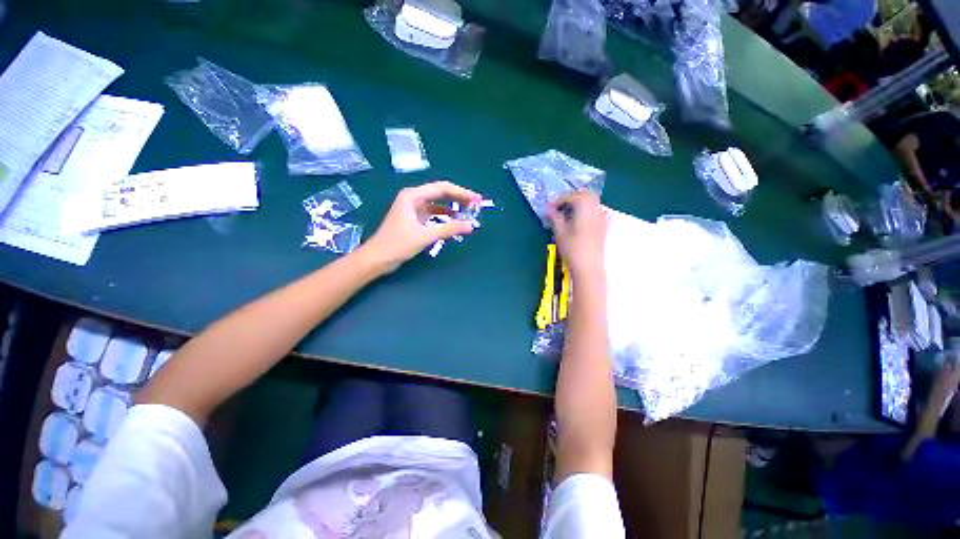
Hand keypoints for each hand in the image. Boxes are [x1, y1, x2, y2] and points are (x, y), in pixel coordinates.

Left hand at [361, 181, 481, 272]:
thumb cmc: (397, 244)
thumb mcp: (425, 236)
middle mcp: (413, 198)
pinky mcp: (414, 219)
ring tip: (468, 214)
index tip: (477, 200)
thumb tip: (471, 226)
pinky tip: (454, 222)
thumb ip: (448, 229)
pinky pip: (434, 214)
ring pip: (438, 204)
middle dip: (459, 199)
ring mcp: (413, 209)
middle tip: (476, 205)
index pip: (442, 188)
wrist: (377, 259)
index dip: (462, 193)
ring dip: (453, 208)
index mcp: (413, 196)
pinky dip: (445, 217)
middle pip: (441, 193)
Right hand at [549, 191, 606, 279]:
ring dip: (582, 202)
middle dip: (573, 196)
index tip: (552, 207)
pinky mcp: (604, 227)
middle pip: (587, 194)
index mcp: (585, 210)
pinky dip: (588, 210)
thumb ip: (555, 218)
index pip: (573, 196)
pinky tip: (581, 219)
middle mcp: (596, 210)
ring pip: (594, 201)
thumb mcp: (560, 233)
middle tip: (561, 204)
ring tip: (569, 212)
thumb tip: (550, 209)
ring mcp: (602, 219)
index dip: (561, 199)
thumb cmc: (572, 250)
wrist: (588, 267)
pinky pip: (598, 211)